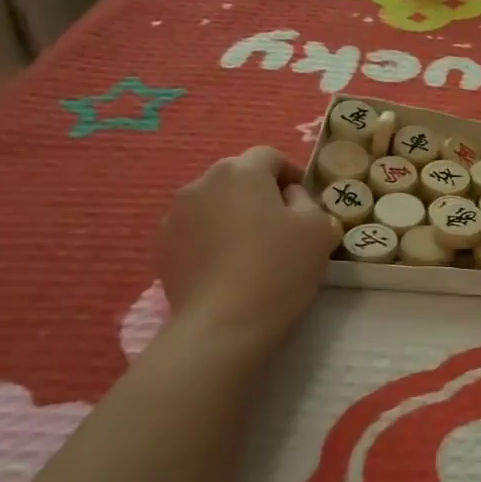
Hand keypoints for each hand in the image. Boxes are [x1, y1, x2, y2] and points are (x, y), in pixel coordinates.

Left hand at [155, 147, 338, 342]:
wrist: (223, 325)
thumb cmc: (278, 268)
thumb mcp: (318, 229)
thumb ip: (308, 202)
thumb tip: (290, 198)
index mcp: (241, 171)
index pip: (270, 156)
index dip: (291, 174)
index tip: (305, 202)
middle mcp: (202, 183)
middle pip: (238, 177)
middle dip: (259, 193)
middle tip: (281, 225)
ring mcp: (175, 215)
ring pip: (213, 203)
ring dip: (232, 215)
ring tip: (251, 248)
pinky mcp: (162, 247)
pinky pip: (195, 231)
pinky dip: (211, 239)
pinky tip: (226, 267)